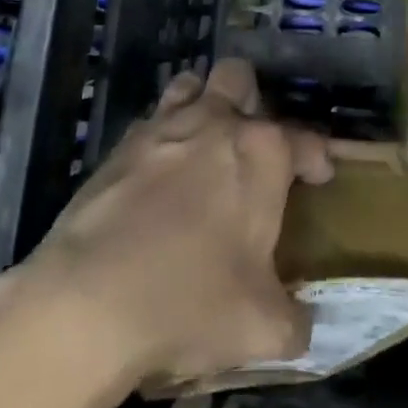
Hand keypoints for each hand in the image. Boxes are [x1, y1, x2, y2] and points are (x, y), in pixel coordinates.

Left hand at [19, 58, 333, 384]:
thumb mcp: (262, 328)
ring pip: (190, 84)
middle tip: (253, 145)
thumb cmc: (190, 303)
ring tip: (205, 145)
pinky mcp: (119, 146)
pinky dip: (161, 138)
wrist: (88, 303)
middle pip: (240, 78)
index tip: (318, 178)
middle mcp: (216, 123)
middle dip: (251, 101)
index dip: (317, 158)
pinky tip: (157, 178)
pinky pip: (150, 122)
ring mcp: (164, 127)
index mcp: (262, 152)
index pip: (305, 138)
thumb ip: (294, 320)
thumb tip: (302, 324)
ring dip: (202, 104)